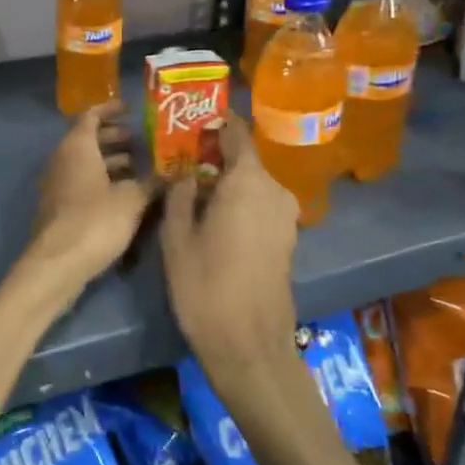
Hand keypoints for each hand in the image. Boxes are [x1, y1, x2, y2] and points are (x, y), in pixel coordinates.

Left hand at [28, 101, 157, 284]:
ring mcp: (58, 184)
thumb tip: (173, 174)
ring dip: (110, 162)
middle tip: (141, 142)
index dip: (111, 109)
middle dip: (114, 138)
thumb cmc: (95, 221)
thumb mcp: (132, 199)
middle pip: (87, 139)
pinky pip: (82, 182)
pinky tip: (125, 195)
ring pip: (85, 163)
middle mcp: (62, 159)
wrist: (58, 263)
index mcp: (77, 147)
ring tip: (140, 168)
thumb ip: (152, 183)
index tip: (131, 109)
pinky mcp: (59, 207)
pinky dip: (102, 181)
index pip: (91, 115)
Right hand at [161, 113, 298, 359]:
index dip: (216, 122)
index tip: (193, 120)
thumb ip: (180, 195)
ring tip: (194, 188)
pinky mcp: (287, 239)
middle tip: (183, 158)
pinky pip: (261, 204)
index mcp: (248, 182)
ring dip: (228, 180)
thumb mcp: (177, 236)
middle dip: (216, 155)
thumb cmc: (205, 286)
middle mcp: (274, 191)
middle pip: (246, 158)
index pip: (237, 133)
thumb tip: (185, 174)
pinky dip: (240, 201)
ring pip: (253, 183)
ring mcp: (285, 216)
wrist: (248, 345)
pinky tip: (215, 216)